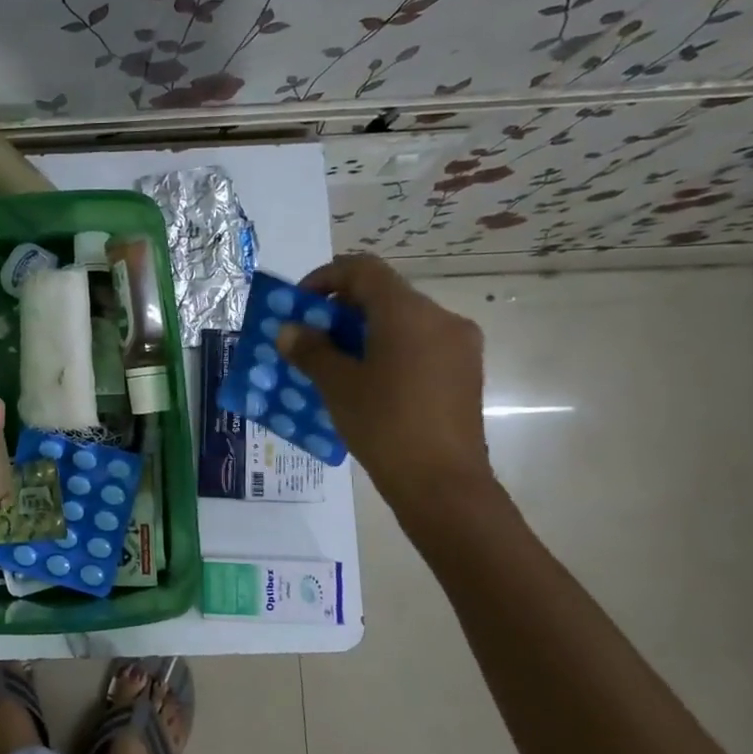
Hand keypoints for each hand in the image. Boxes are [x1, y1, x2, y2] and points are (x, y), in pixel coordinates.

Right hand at [275, 253, 493, 511]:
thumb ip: (310, 350)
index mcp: (408, 312)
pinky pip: (418, 345)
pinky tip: (365, 382)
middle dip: (341, 309)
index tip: (300, 305)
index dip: (325, 278)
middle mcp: (440, 318)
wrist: (443, 484)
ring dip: (363, 331)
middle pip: (384, 294)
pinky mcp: (463, 373)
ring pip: (402, 321)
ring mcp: (458, 346)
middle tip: (310, 337)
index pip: (363, 270)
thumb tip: (289, 330)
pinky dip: (387, 350)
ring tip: (333, 363)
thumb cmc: (384, 425)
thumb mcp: (337, 385)